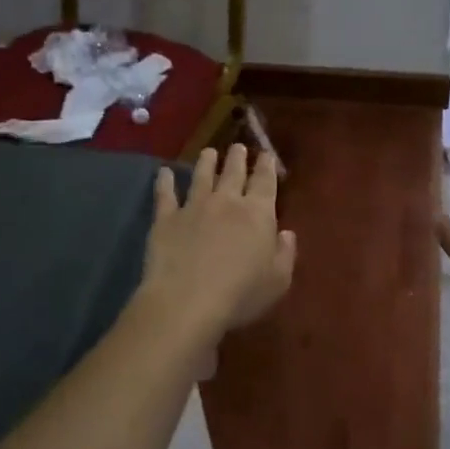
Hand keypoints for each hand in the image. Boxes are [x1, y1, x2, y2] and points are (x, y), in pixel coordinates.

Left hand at [141, 143, 296, 342]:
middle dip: (238, 157)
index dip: (267, 166)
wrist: (187, 301)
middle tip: (239, 147)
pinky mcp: (166, 219)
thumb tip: (286, 233)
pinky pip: (165, 194)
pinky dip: (164, 181)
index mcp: (258, 213)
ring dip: (207, 162)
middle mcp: (227, 201)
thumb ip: (286, 253)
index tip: (267, 154)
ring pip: (201, 176)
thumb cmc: (241, 294)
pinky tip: (163, 172)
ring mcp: (194, 207)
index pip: (265, 181)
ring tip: (209, 152)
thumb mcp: (278, 280)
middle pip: (234, 172)